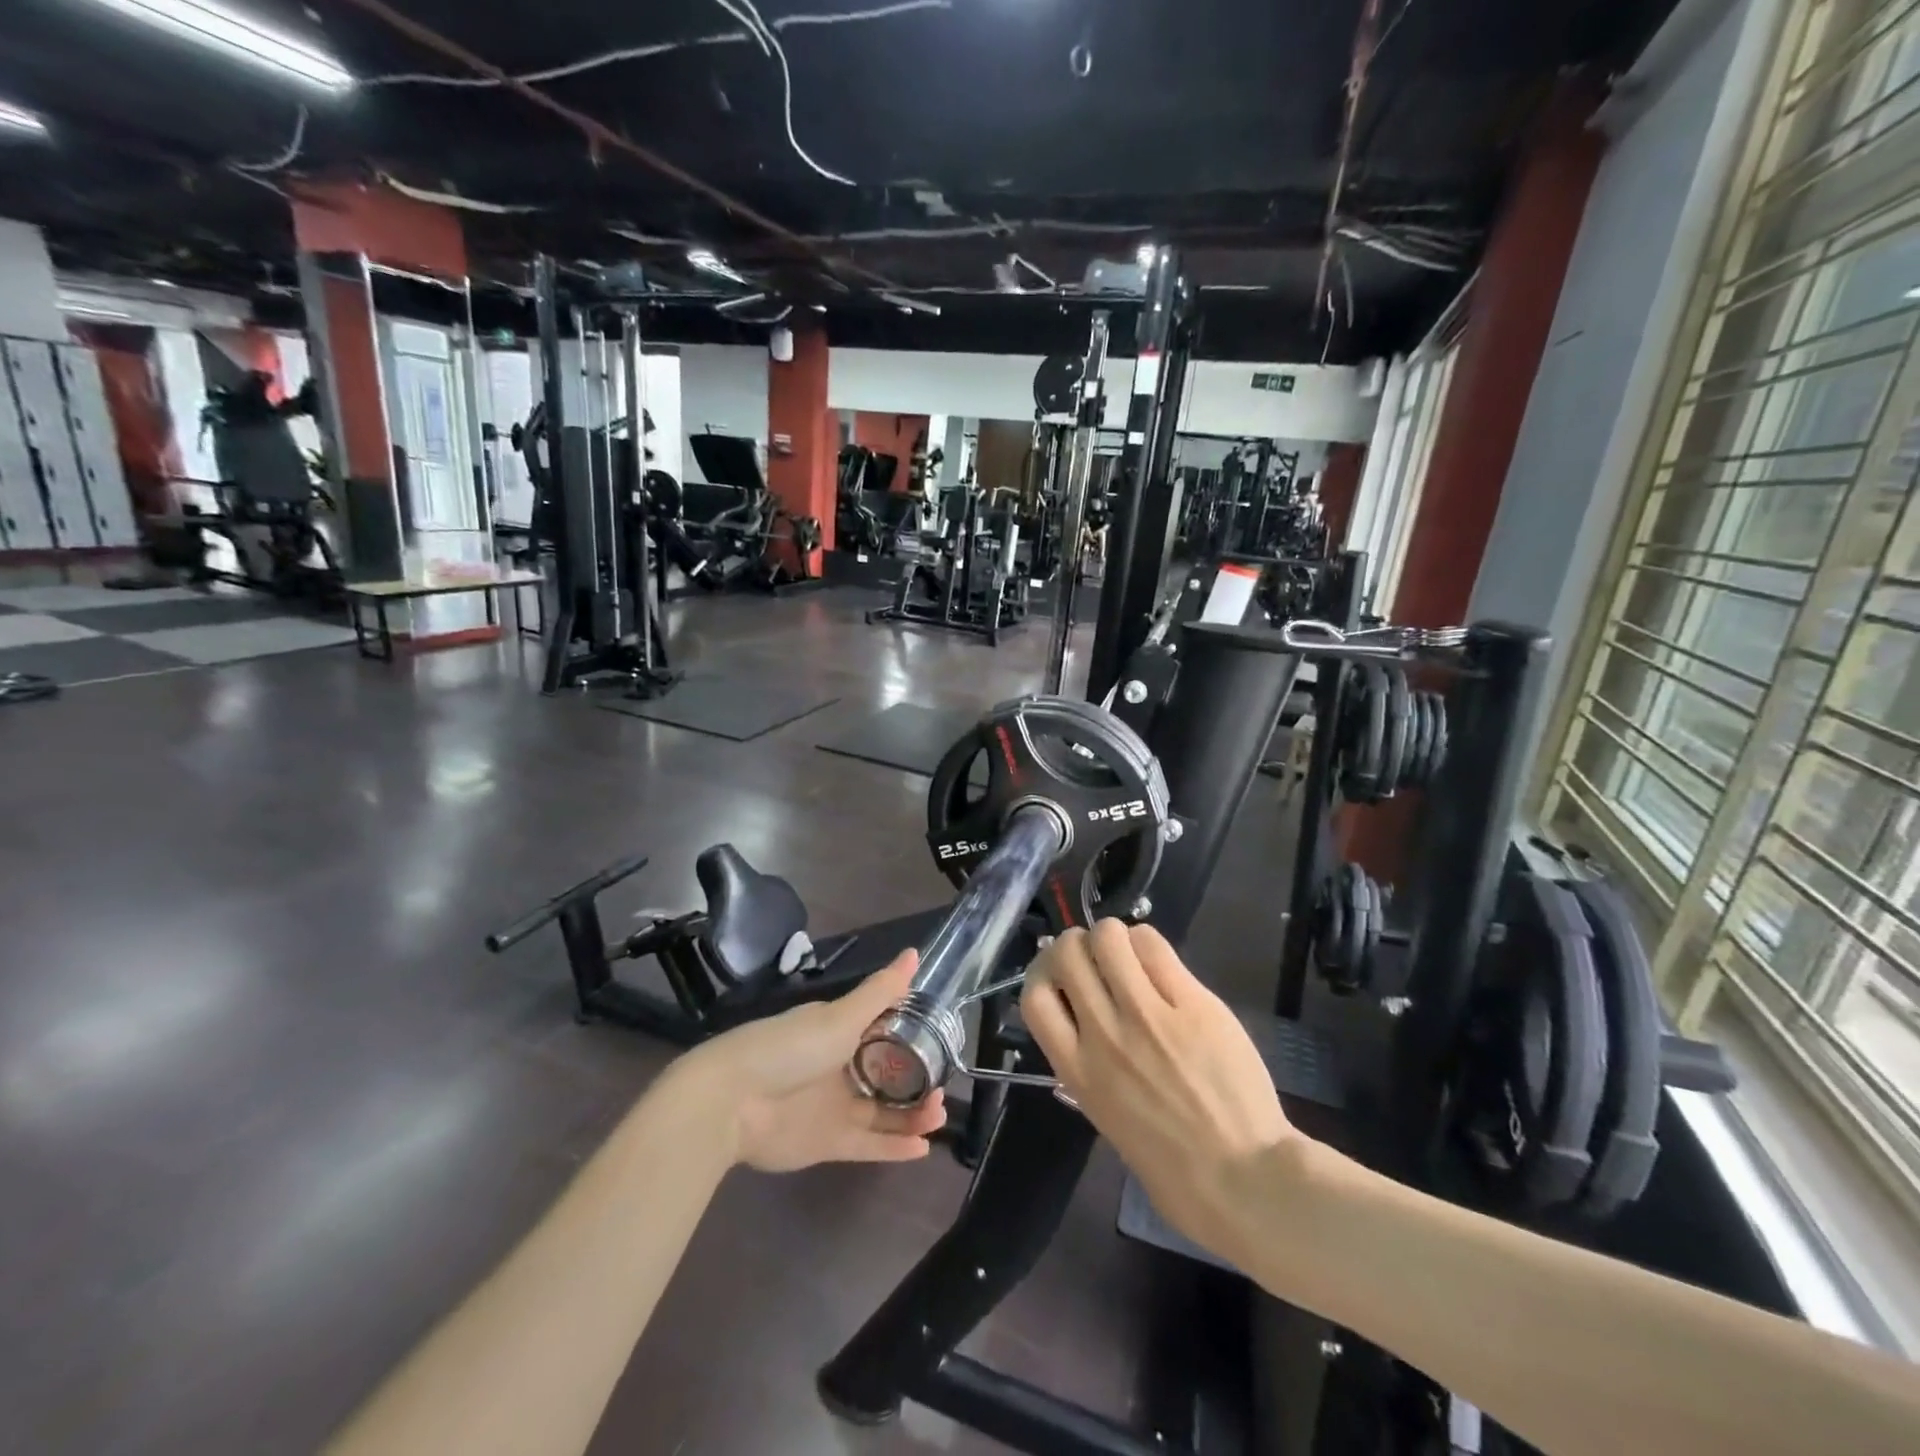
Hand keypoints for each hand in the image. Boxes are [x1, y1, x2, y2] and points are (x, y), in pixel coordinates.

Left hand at [687, 950, 946, 1172]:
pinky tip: (924, 1147)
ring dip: (912, 1115)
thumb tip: (914, 953)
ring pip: (883, 1112)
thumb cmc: (790, 1048)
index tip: (942, 1042)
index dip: (914, 1038)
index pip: (884, 1032)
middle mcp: (840, 1067)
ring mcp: (833, 1107)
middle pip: (887, 1076)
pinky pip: (868, 1144)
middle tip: (944, 1089)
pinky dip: (894, 1147)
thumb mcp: (840, 1016)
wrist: (731, 1102)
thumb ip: (880, 991)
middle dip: (918, 1083)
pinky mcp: (827, 1143)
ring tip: (939, 1114)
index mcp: (839, 1032)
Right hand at [1021, 920, 1300, 1264]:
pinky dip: (1148, 943)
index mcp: (1078, 1072)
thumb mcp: (1107, 1121)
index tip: (1060, 977)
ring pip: (1108, 936)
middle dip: (1076, 944)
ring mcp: (1148, 1016)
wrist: (1247, 1183)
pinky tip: (1160, 963)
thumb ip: (1089, 1069)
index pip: (1034, 997)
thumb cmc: (1175, 1171)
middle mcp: (1104, 1036)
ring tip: (1129, 956)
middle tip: (1097, 960)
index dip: (1043, 974)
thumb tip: (1084, 1027)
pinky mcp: (1192, 1003)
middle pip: (1066, 953)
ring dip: (1112, 937)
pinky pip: (1155, 947)